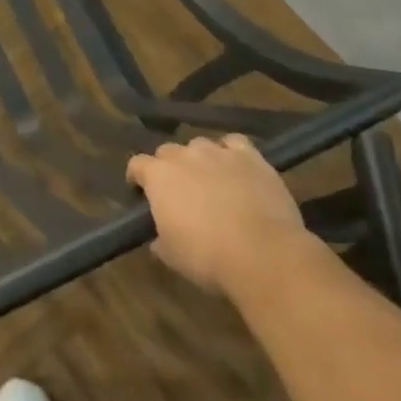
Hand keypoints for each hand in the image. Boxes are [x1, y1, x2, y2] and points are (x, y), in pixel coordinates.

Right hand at [127, 134, 308, 292]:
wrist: (263, 254)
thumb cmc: (207, 257)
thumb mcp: (171, 255)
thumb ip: (159, 238)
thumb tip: (158, 238)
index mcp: (158, 176)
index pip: (137, 164)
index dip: (137, 177)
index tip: (141, 192)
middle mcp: (184, 156)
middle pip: (167, 151)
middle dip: (169, 167)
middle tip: (178, 191)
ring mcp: (218, 152)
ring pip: (200, 145)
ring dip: (199, 159)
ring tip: (210, 179)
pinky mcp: (250, 157)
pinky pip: (234, 144)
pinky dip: (231, 152)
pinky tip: (236, 167)